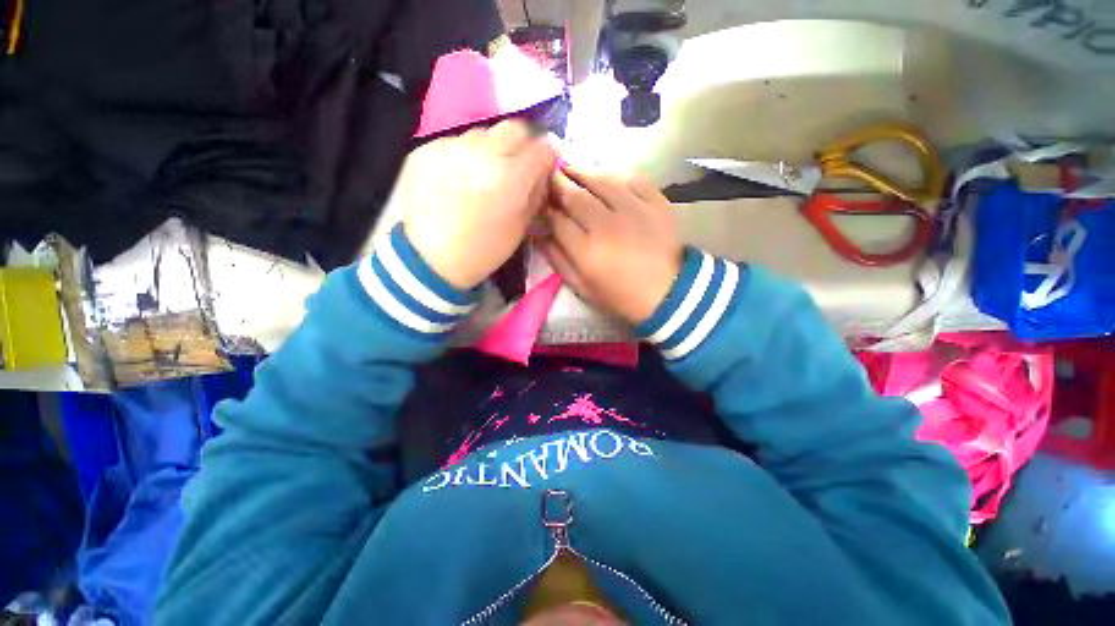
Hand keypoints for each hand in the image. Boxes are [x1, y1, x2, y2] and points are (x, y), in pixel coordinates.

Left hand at [395, 120, 556, 289]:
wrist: (429, 259)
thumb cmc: (482, 250)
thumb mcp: (520, 229)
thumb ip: (535, 195)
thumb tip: (543, 173)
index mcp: (511, 177)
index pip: (542, 146)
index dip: (549, 154)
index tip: (546, 164)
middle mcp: (482, 152)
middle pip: (515, 128)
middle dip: (523, 144)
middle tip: (517, 165)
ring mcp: (451, 146)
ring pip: (484, 133)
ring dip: (492, 149)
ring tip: (484, 173)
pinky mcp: (426, 148)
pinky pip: (456, 142)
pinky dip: (465, 155)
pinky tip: (458, 178)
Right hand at [539, 167, 682, 324]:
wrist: (668, 292)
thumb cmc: (621, 295)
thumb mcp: (583, 288)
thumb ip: (558, 260)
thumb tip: (540, 233)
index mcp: (587, 251)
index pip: (557, 220)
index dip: (545, 208)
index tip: (540, 202)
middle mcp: (607, 225)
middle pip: (575, 195)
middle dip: (557, 183)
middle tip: (550, 175)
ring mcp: (634, 209)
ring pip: (601, 180)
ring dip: (581, 171)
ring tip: (571, 168)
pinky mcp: (656, 201)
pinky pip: (631, 177)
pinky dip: (614, 172)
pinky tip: (604, 174)